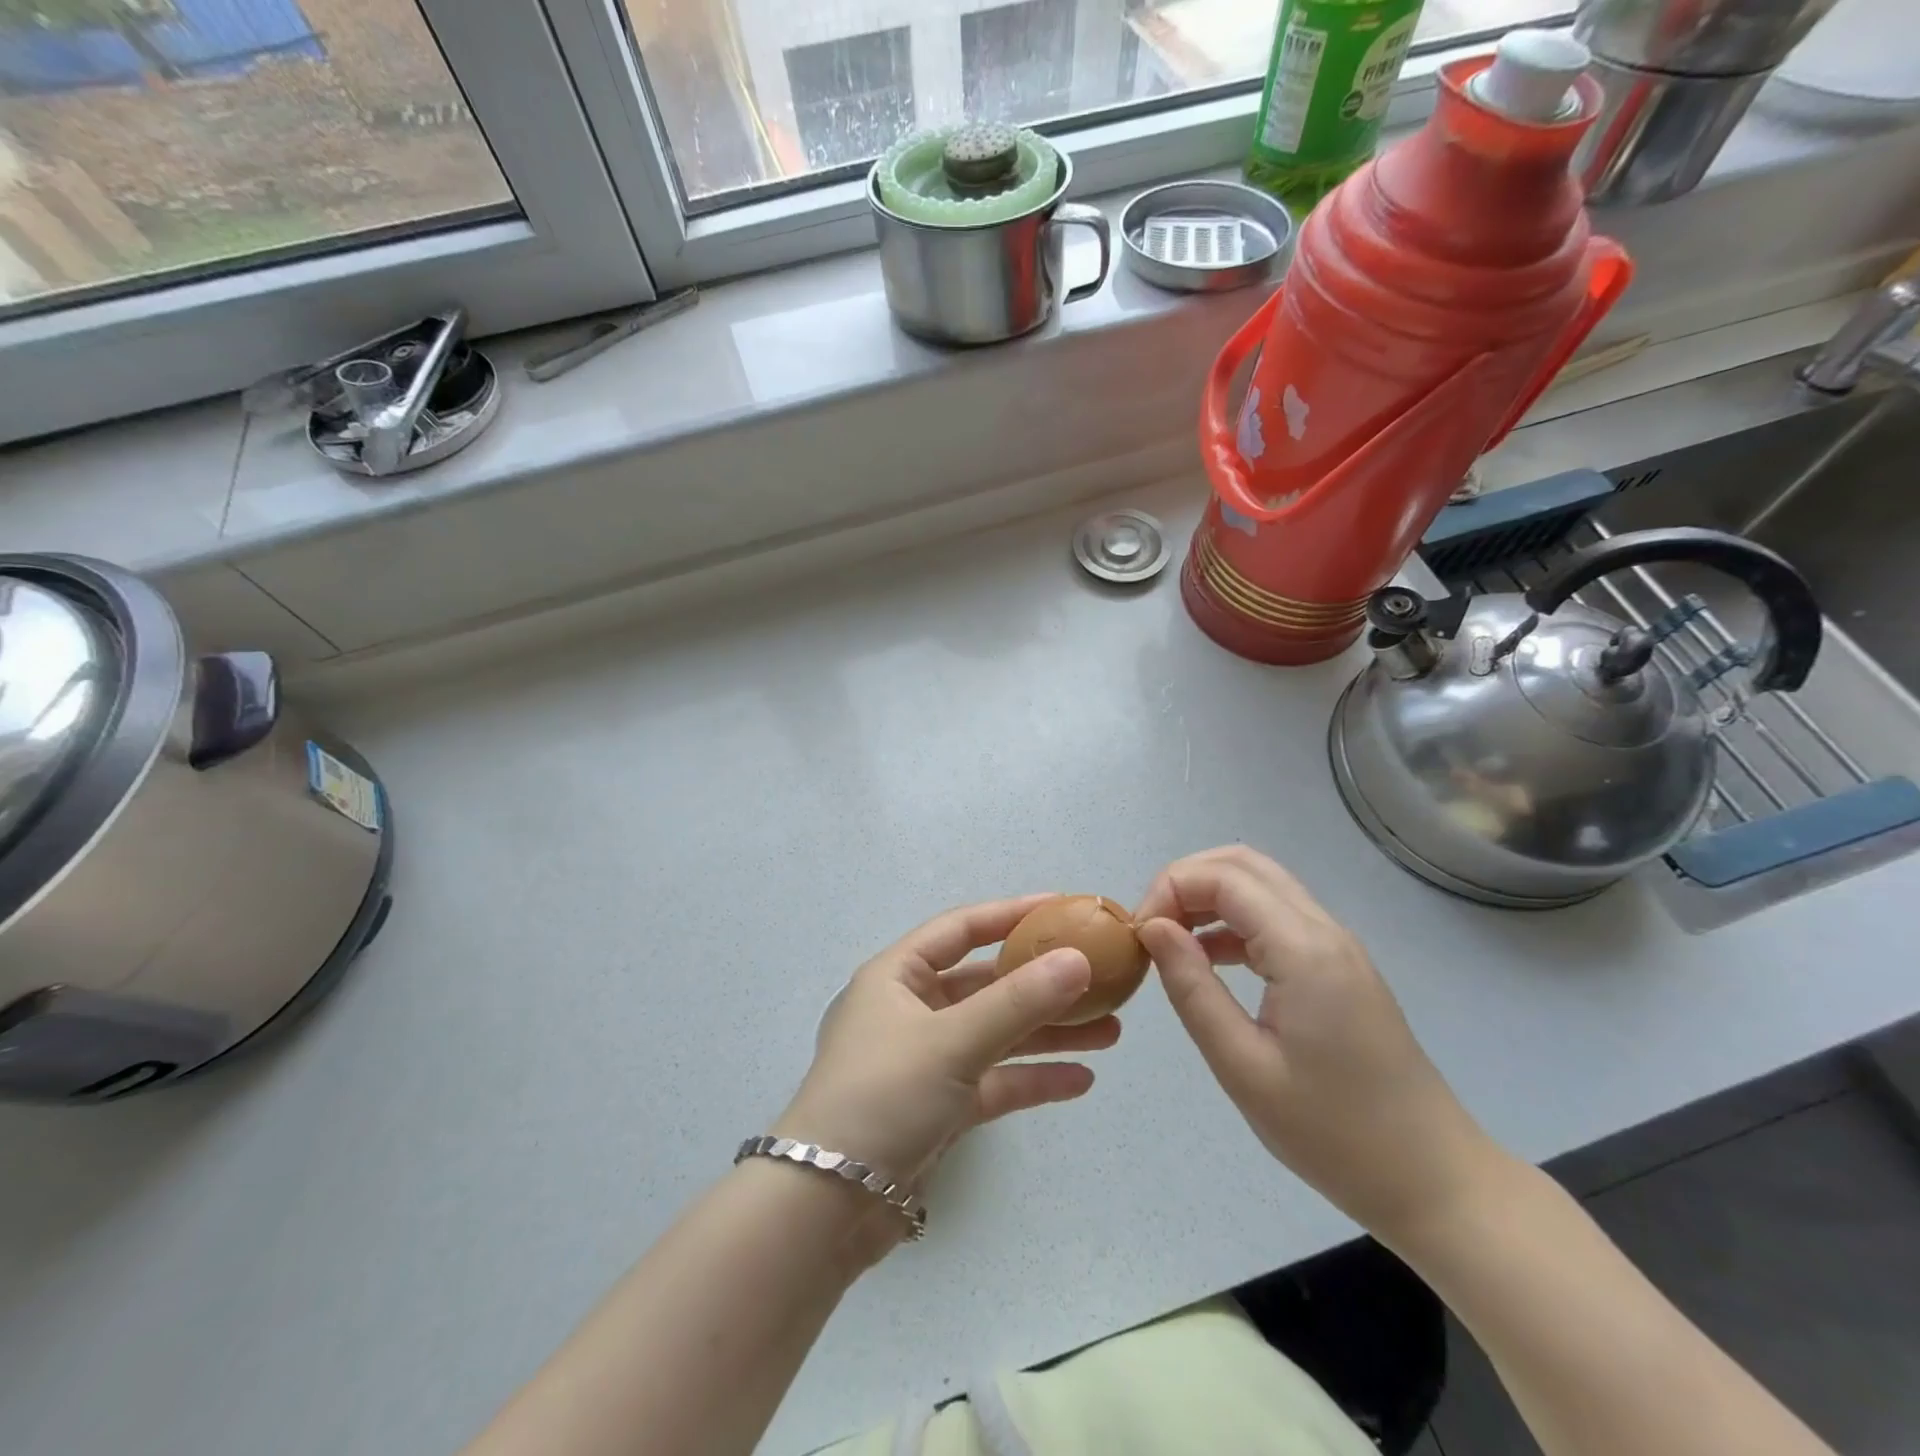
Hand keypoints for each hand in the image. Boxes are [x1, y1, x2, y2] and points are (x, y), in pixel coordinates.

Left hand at [774, 894, 1119, 1206]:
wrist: (827, 1206)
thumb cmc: (883, 1095)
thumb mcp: (952, 1040)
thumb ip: (1018, 1001)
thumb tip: (1079, 959)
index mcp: (898, 976)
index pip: (961, 929)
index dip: (1011, 914)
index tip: (1063, 908)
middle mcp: (911, 1010)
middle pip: (986, 984)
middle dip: (1042, 984)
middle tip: (1100, 982)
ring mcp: (926, 1060)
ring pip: (996, 1034)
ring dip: (1048, 1033)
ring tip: (1110, 1033)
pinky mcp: (939, 1108)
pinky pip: (993, 1081)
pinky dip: (1031, 1079)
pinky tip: (1080, 1081)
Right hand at [1134, 847, 1500, 1243]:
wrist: (1433, 1181)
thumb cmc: (1333, 1134)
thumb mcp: (1243, 1067)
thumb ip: (1192, 989)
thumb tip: (1153, 927)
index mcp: (1304, 949)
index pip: (1223, 877)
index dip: (1170, 889)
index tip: (1139, 935)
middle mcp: (1323, 930)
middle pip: (1243, 864)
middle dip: (1186, 881)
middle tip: (1152, 928)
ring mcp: (1336, 946)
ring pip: (1261, 885)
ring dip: (1208, 898)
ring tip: (1170, 942)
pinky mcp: (1338, 967)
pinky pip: (1276, 917)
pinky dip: (1233, 921)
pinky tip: (1208, 959)